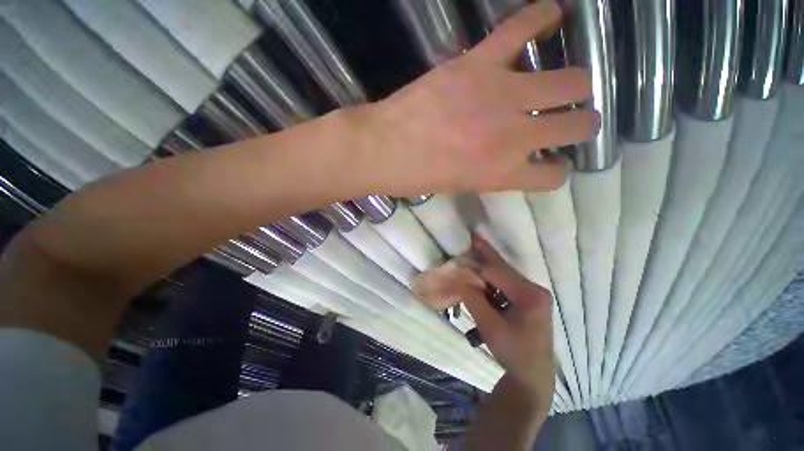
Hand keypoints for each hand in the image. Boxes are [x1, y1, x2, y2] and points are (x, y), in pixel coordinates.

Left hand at [351, 0, 593, 196]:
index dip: (555, 170)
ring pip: (570, 81)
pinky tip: (551, 18)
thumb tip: (514, 158)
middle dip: (579, 124)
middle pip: (578, 124)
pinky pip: (523, 27)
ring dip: (575, 86)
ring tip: (566, 86)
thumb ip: (494, 172)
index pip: (553, 176)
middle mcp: (514, 137)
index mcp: (504, 174)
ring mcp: (501, 97)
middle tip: (568, 120)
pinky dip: (542, 18)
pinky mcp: (479, 64)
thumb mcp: (462, 186)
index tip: (549, 163)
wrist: (384, 150)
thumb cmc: (418, 177)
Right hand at [461, 235, 554, 412]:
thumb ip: (474, 299)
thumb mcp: (490, 327)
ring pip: (503, 275)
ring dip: (487, 266)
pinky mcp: (527, 300)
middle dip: (486, 254)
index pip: (497, 274)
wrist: (532, 376)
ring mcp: (532, 294)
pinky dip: (490, 279)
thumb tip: (459, 278)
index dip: (475, 267)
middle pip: (503, 269)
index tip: (459, 260)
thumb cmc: (514, 353)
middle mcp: (534, 289)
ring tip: (474, 250)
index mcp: (530, 295)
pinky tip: (480, 274)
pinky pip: (505, 284)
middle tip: (474, 236)